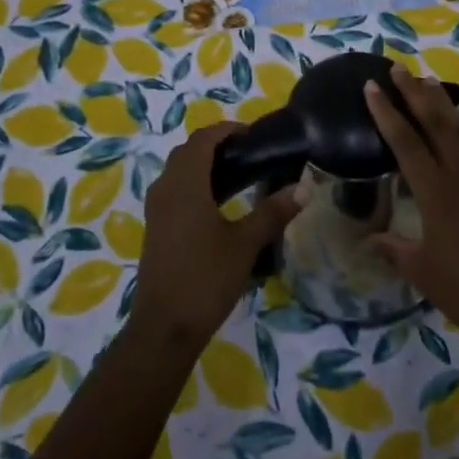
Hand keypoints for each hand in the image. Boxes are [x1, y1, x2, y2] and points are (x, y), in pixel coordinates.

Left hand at [133, 123, 299, 346]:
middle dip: (216, 145)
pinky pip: (174, 190)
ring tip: (239, 175)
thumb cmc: (205, 279)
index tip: (254, 135)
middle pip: (188, 151)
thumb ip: (273, 212)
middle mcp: (166, 188)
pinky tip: (218, 204)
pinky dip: (194, 184)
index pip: (203, 139)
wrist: (164, 328)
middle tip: (250, 153)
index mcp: (185, 184)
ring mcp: (156, 209)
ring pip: (178, 171)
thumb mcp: (245, 244)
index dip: (227, 130)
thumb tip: (303, 188)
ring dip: (203, 164)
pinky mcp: (155, 227)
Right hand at [366, 65, 458, 355]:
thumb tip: (368, 239)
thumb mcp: (423, 272)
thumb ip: (394, 249)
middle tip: (398, 68)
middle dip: (415, 91)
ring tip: (426, 82)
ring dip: (442, 102)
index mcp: (437, 193)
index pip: (406, 141)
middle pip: (436, 121)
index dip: (387, 112)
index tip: (373, 86)